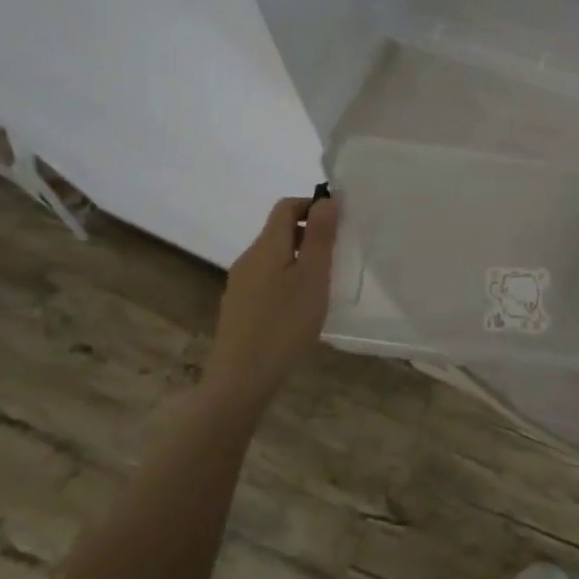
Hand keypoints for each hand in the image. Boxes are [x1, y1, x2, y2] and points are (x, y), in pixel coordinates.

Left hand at [207, 195, 338, 400]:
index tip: (339, 223)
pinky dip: (287, 280)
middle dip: (309, 234)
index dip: (312, 205)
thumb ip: (320, 236)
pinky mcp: (239, 308)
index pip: (286, 207)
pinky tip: (300, 308)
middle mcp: (248, 259)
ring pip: (273, 258)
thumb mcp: (312, 277)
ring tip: (324, 283)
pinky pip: (266, 280)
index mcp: (266, 246)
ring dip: (299, 259)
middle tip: (338, 255)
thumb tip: (326, 198)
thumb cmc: (284, 324)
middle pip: (278, 231)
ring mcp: (240, 285)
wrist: (241, 380)